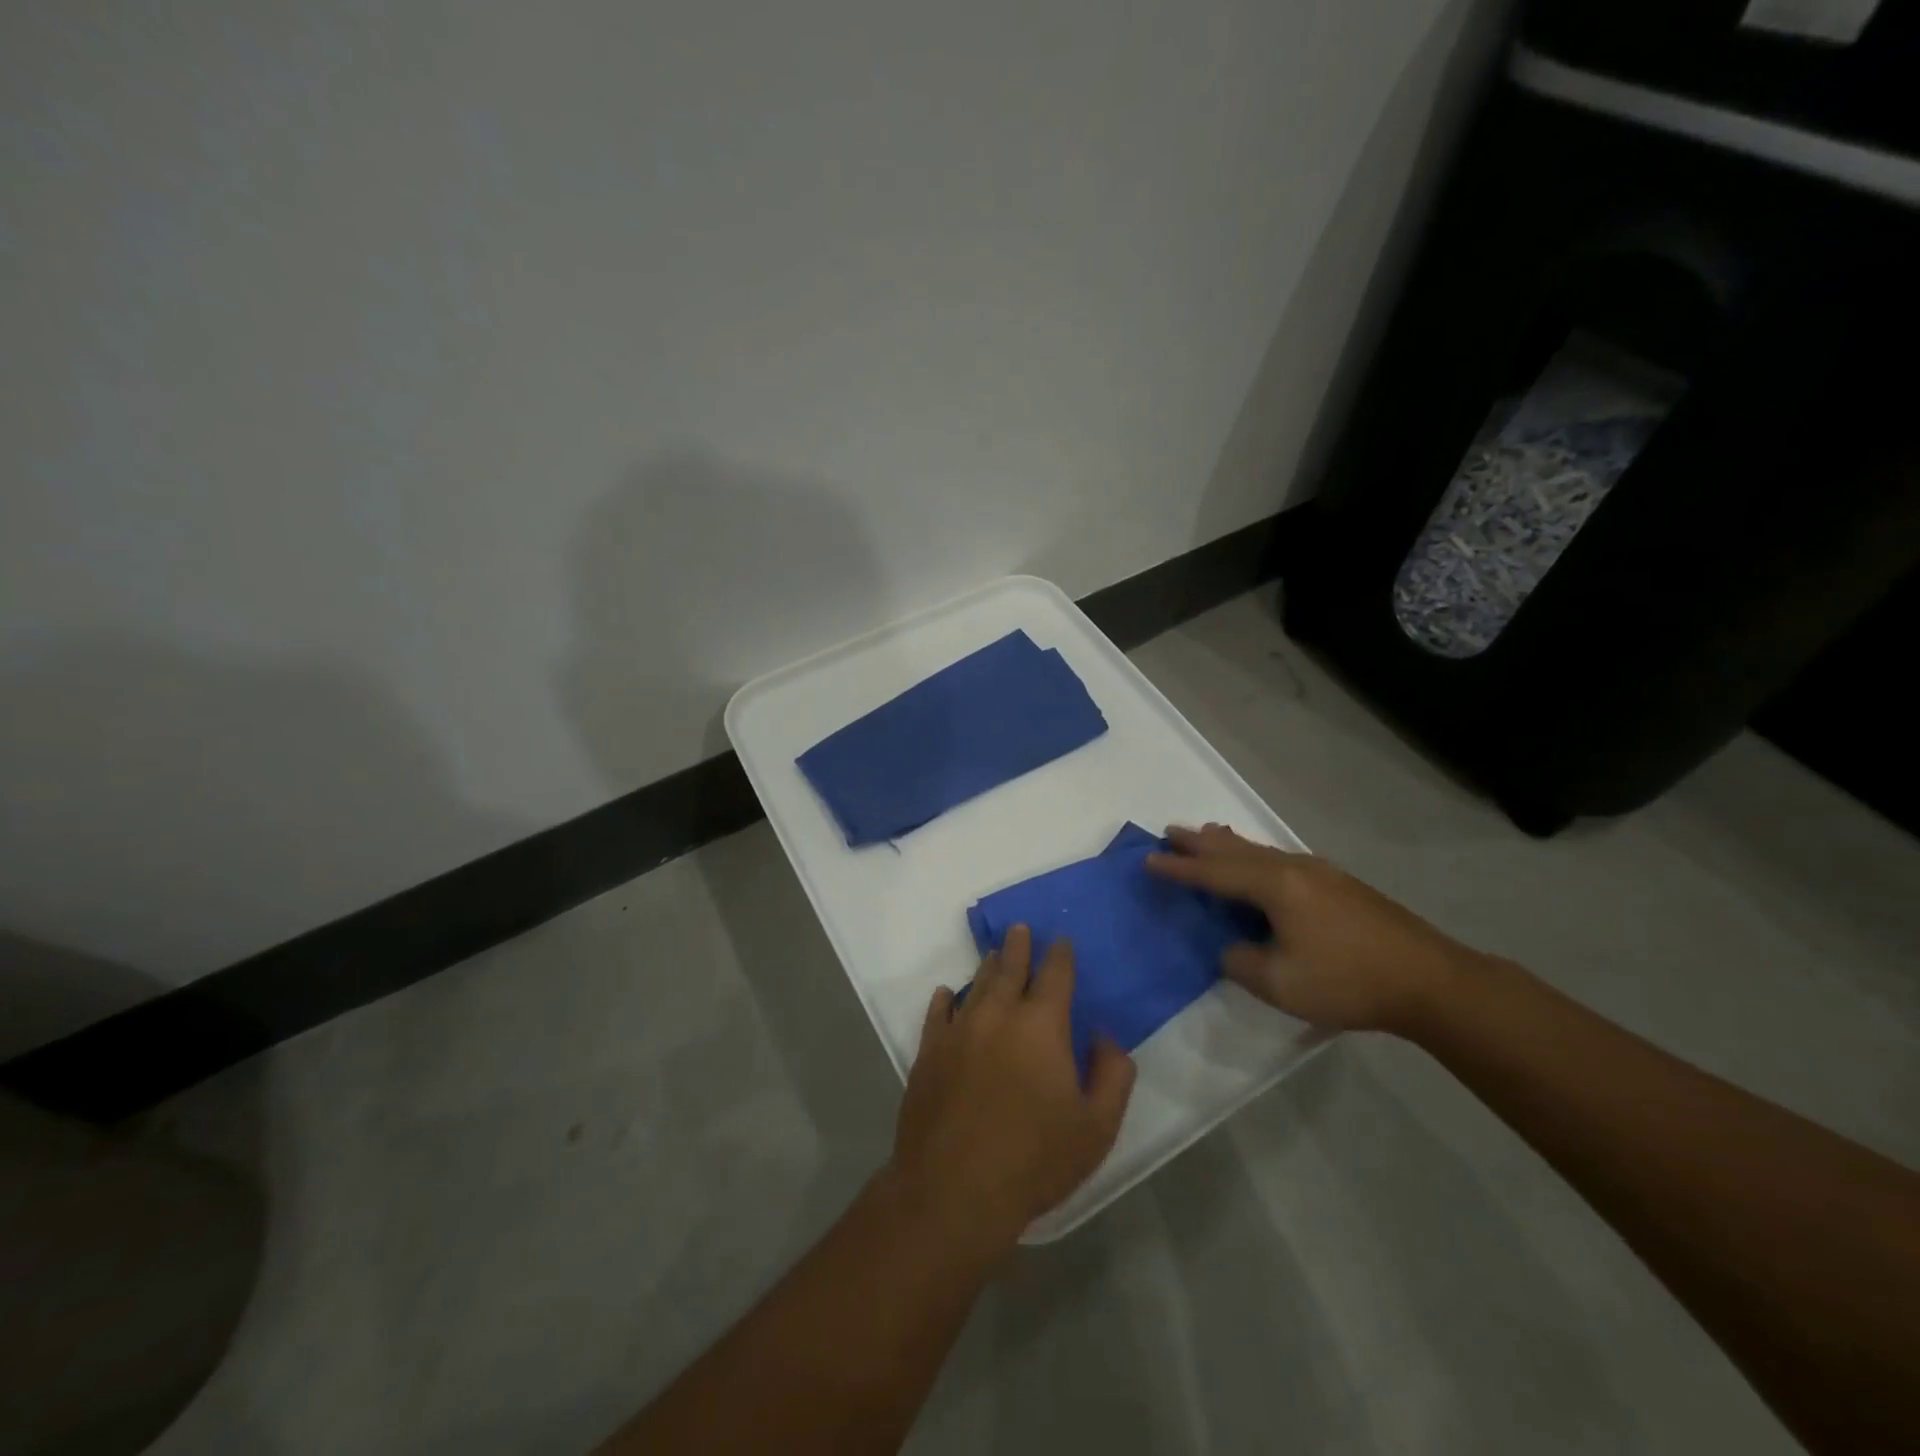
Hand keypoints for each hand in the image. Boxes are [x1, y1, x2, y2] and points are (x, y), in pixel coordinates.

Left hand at [890, 926, 1135, 1249]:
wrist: (954, 1188)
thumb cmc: (1035, 1159)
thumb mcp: (1096, 1127)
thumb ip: (1112, 1075)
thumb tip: (1104, 1037)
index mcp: (1041, 1025)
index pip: (1055, 975)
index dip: (1061, 954)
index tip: (1061, 941)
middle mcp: (998, 1014)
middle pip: (1010, 968)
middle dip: (1019, 946)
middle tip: (1020, 928)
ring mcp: (958, 1030)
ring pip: (976, 985)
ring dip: (988, 968)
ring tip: (994, 955)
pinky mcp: (929, 1051)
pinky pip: (938, 1013)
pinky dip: (945, 999)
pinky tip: (946, 994)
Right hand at [1147, 823, 1476, 1032]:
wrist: (1430, 981)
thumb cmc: (1348, 981)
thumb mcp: (1280, 983)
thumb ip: (1241, 962)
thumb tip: (1232, 947)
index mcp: (1276, 886)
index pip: (1215, 874)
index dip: (1180, 869)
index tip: (1148, 859)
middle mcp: (1294, 869)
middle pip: (1236, 850)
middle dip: (1200, 843)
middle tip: (1170, 831)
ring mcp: (1320, 873)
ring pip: (1261, 851)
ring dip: (1228, 845)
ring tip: (1206, 834)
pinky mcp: (1339, 884)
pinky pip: (1280, 859)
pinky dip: (1255, 855)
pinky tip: (1259, 863)